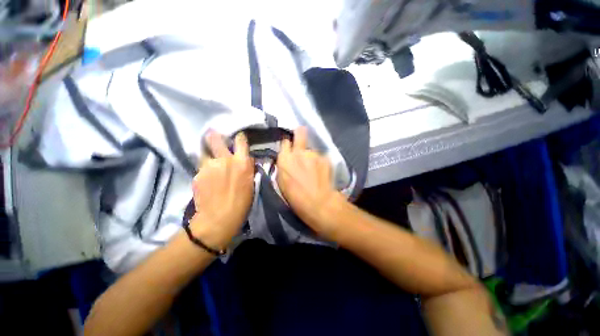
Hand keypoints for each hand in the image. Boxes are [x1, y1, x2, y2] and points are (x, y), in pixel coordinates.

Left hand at [190, 131, 254, 248]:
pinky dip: (204, 169)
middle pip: (215, 138)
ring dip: (208, 155)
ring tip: (211, 164)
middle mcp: (224, 159)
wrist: (218, 219)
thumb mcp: (251, 183)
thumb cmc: (241, 203)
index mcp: (241, 162)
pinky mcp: (197, 174)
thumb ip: (246, 167)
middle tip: (214, 139)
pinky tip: (207, 179)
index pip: (240, 139)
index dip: (239, 138)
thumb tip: (244, 159)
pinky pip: (201, 166)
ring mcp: (208, 166)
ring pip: (204, 152)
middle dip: (215, 137)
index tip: (238, 139)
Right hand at [276, 127, 345, 237]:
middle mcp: (299, 152)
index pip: (285, 142)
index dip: (288, 144)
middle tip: (302, 134)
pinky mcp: (325, 158)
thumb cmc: (295, 197)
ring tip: (314, 169)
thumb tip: (286, 159)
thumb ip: (283, 166)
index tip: (290, 147)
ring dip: (311, 156)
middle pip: (300, 133)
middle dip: (300, 133)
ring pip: (312, 150)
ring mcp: (314, 154)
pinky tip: (322, 173)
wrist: (318, 203)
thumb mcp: (281, 182)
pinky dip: (320, 163)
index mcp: (285, 159)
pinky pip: (321, 158)